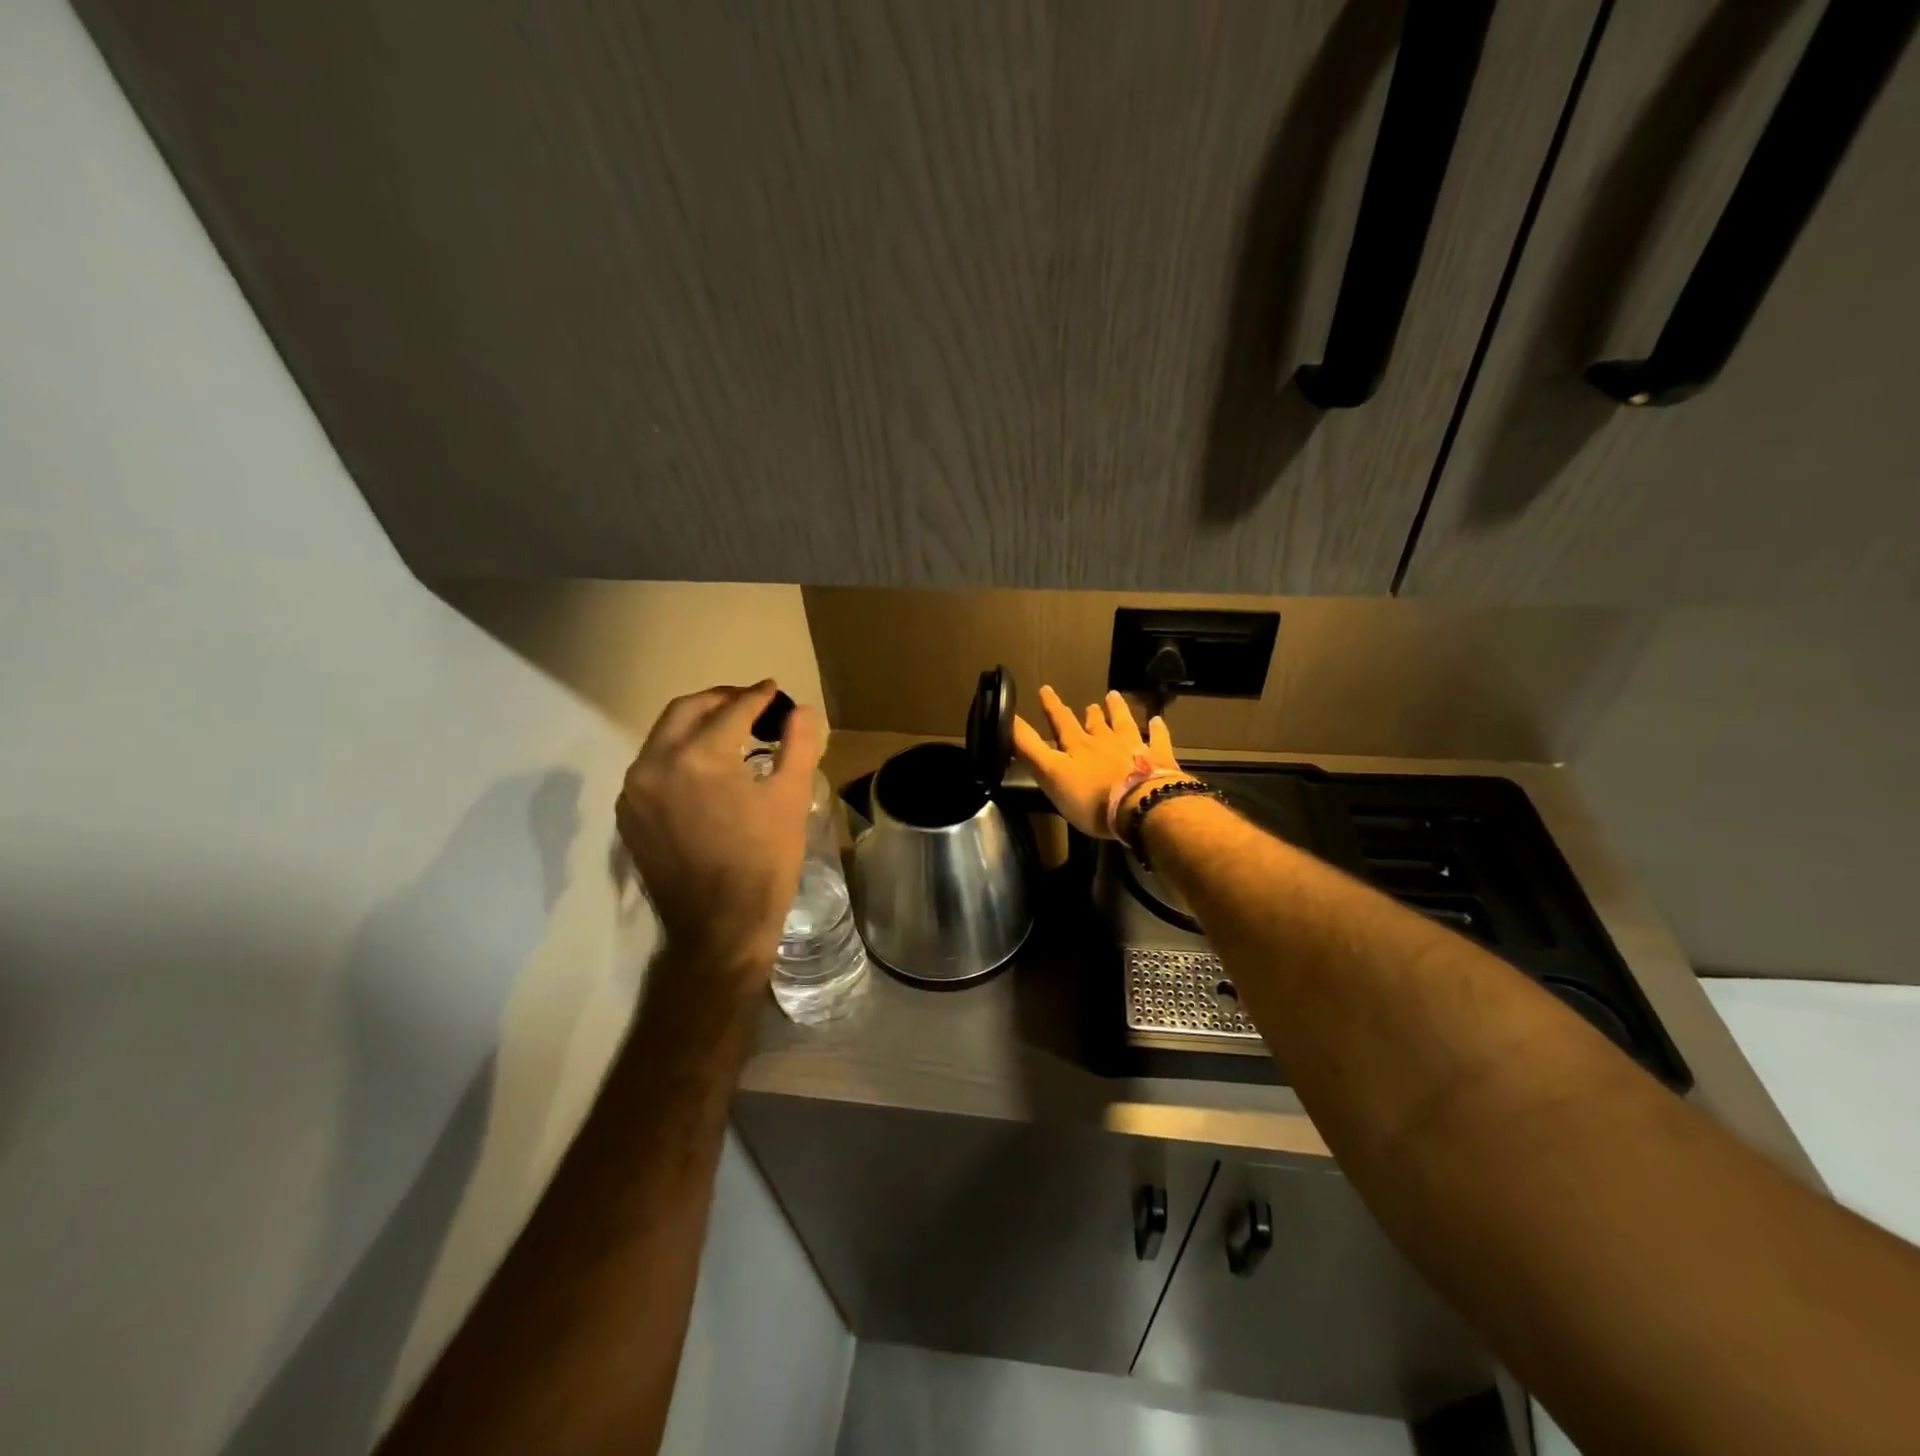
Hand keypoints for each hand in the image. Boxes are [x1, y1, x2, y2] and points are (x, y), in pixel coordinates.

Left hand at [617, 681, 823, 994]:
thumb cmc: (764, 863)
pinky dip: (678, 753)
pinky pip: (652, 765)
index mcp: (700, 757)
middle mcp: (656, 763)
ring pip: (664, 735)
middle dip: (722, 700)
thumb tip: (802, 710)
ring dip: (697, 724)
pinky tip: (704, 767)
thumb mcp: (791, 800)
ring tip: (730, 732)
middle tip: (752, 704)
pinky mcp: (628, 813)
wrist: (719, 928)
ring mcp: (635, 790)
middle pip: (687, 710)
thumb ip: (798, 745)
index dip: (758, 696)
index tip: (775, 690)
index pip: (732, 710)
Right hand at [1012, 685, 1182, 837]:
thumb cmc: (1090, 797)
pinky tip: (1158, 720)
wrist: (1140, 806)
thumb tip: (1008, 718)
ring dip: (1118, 711)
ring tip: (1114, 697)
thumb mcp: (1050, 774)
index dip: (1051, 707)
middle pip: (1095, 724)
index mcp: (1078, 746)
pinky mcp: (1159, 760)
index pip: (1061, 722)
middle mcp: (1105, 741)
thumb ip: (1030, 748)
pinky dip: (1157, 729)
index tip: (1045, 689)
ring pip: (1124, 724)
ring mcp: (1135, 748)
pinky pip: (1158, 739)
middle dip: (1089, 713)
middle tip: (1089, 703)